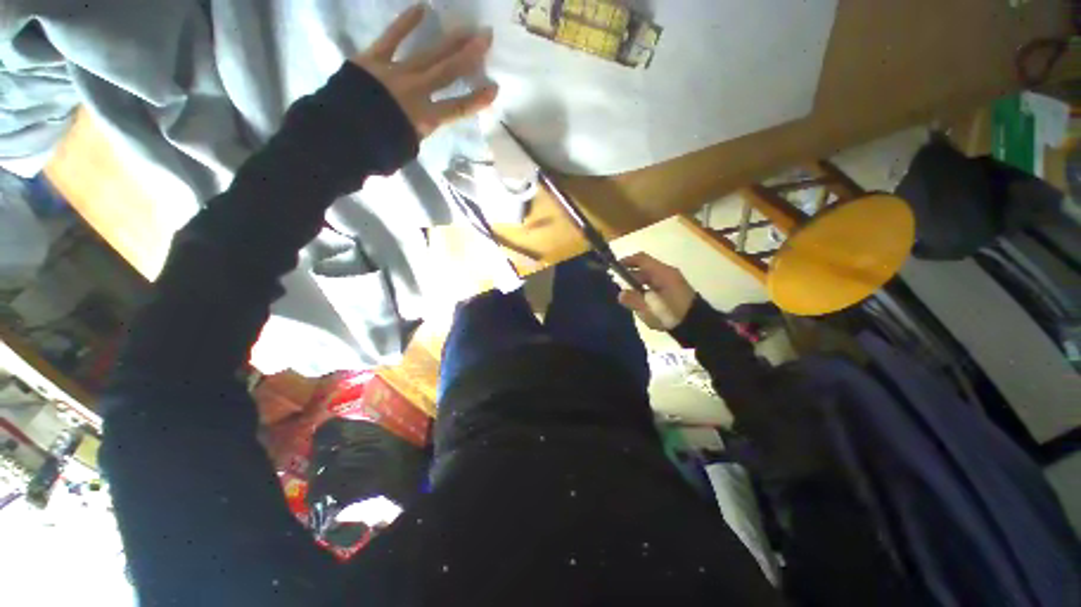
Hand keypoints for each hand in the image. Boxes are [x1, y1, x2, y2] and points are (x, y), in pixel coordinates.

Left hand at [352, 5, 497, 139]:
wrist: (341, 134)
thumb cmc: (376, 148)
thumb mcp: (406, 148)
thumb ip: (418, 132)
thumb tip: (423, 122)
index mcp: (426, 118)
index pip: (459, 108)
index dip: (478, 99)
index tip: (494, 89)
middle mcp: (417, 91)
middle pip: (448, 71)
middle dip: (469, 55)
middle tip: (486, 38)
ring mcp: (397, 72)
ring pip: (429, 53)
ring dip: (450, 40)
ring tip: (467, 28)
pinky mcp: (374, 59)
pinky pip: (392, 37)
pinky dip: (406, 23)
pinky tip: (422, 8)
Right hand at [618, 253, 696, 330]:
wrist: (699, 327)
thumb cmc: (673, 315)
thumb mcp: (650, 310)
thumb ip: (634, 301)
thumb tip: (620, 293)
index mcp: (662, 273)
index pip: (642, 259)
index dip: (627, 261)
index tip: (614, 267)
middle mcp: (667, 273)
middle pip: (645, 268)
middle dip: (630, 275)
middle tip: (616, 284)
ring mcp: (672, 282)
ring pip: (650, 277)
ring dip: (637, 283)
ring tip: (626, 294)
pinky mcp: (674, 291)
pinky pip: (655, 284)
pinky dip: (645, 288)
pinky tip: (639, 300)